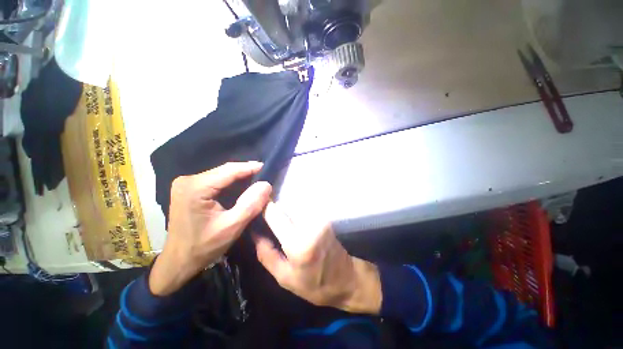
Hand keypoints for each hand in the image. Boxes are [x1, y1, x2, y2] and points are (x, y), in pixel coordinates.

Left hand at [149, 162, 271, 295]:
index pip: (229, 170)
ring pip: (221, 174)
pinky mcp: (189, 188)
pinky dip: (231, 183)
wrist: (179, 261)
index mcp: (195, 188)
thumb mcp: (232, 227)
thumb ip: (250, 205)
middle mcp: (188, 180)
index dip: (250, 167)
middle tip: (265, 176)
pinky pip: (216, 180)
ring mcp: (186, 183)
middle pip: (224, 171)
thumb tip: (266, 185)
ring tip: (257, 180)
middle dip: (246, 172)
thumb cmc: (204, 247)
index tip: (267, 167)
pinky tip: (242, 187)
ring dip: (240, 177)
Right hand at [254, 202, 381, 313]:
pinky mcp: (325, 216)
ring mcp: (321, 218)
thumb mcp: (284, 278)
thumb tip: (254, 232)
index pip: (276, 214)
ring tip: (278, 216)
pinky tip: (291, 216)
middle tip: (265, 212)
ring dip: (285, 207)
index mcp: (299, 243)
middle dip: (275, 207)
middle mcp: (311, 224)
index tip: (255, 206)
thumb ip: (266, 254)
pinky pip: (304, 206)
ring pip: (295, 202)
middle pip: (286, 204)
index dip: (264, 207)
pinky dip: (295, 208)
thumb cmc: (314, 284)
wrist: (346, 279)